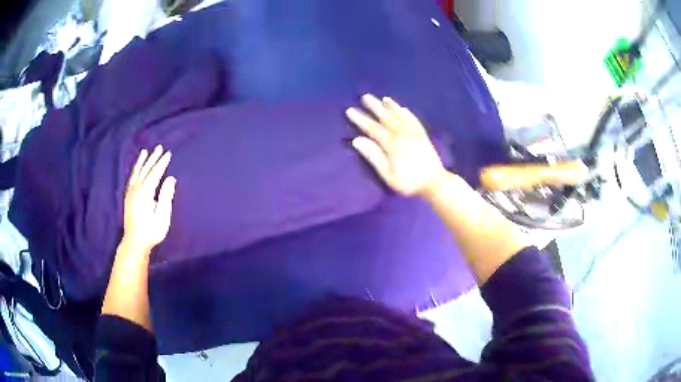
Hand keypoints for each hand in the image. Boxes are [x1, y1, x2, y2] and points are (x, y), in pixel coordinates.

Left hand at [123, 145, 176, 252]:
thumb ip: (166, 196)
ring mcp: (130, 193)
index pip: (155, 173)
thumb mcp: (162, 216)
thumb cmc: (151, 231)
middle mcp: (136, 189)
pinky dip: (134, 171)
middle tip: (158, 147)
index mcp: (146, 192)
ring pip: (136, 172)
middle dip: (153, 158)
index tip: (168, 153)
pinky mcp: (128, 197)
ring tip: (144, 152)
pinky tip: (136, 169)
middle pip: (146, 169)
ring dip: (141, 161)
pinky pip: (131, 178)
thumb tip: (171, 178)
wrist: (134, 242)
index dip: (162, 163)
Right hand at [346, 94, 445, 197]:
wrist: (434, 182)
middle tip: (365, 96)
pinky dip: (407, 113)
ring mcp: (414, 133)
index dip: (360, 119)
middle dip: (375, 107)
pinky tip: (403, 109)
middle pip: (386, 117)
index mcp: (391, 144)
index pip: (372, 128)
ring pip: (400, 115)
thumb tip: (356, 140)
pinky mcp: (423, 135)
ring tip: (384, 98)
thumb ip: (373, 156)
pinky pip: (414, 120)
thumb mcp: (387, 174)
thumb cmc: (408, 182)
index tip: (350, 110)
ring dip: (391, 106)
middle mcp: (402, 134)